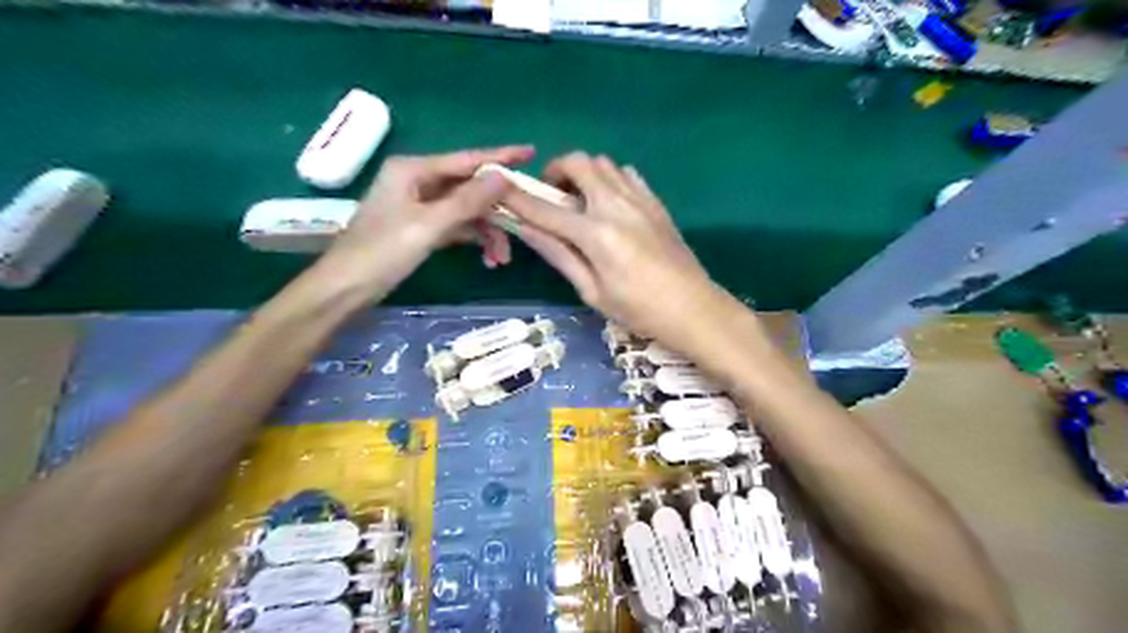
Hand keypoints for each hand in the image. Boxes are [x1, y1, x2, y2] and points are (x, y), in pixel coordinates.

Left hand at [315, 144, 531, 288]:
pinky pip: (456, 226)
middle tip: (524, 225)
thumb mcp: (428, 226)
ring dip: (486, 231)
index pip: (466, 160)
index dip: (500, 157)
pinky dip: (472, 239)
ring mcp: (418, 205)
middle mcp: (417, 181)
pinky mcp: (420, 227)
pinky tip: (487, 258)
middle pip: (468, 187)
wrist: (344, 289)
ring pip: (465, 210)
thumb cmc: (381, 253)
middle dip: (496, 210)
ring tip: (502, 258)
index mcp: (413, 170)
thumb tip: (503, 177)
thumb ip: (467, 201)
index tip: (531, 152)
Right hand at [503, 153, 731, 349]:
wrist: (694, 308)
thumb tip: (527, 230)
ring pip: (603, 163)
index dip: (516, 196)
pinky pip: (626, 173)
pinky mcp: (656, 202)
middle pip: (578, 162)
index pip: (545, 208)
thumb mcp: (592, 291)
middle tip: (551, 196)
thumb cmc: (638, 310)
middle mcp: (616, 205)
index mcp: (596, 234)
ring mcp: (640, 199)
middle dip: (555, 171)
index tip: (497, 185)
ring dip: (583, 173)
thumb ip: (559, 255)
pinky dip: (609, 179)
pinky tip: (609, 205)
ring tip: (580, 203)